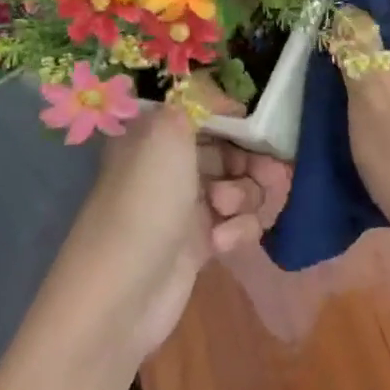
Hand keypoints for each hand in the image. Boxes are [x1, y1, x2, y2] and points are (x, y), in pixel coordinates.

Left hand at [57, 98, 291, 365]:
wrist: (121, 295)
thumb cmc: (145, 202)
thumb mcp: (167, 132)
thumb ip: (198, 99)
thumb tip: (223, 94)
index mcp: (158, 133)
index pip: (209, 111)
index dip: (239, 117)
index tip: (263, 126)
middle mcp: (172, 164)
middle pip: (233, 148)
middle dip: (255, 160)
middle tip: (269, 173)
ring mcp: (187, 205)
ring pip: (242, 186)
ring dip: (246, 196)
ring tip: (226, 212)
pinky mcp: (201, 243)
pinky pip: (238, 223)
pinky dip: (238, 231)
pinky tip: (221, 245)